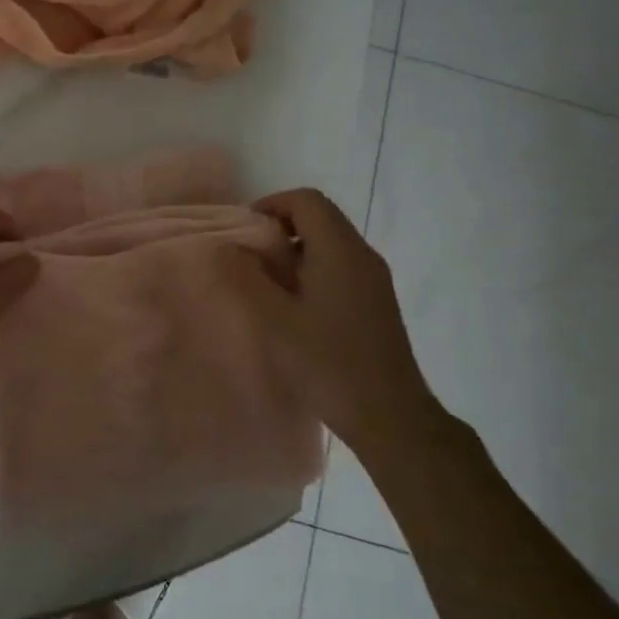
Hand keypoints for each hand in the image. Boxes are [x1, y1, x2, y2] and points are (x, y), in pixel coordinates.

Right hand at [233, 189, 440, 456]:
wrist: (390, 417)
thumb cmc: (329, 364)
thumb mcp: (275, 321)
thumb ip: (246, 279)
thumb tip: (227, 247)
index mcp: (340, 251)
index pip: (307, 201)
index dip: (271, 204)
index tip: (244, 231)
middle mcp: (363, 256)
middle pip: (320, 217)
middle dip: (281, 227)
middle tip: (249, 256)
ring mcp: (374, 280)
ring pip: (330, 243)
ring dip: (296, 250)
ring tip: (266, 282)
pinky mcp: (377, 303)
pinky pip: (340, 266)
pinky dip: (312, 269)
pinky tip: (295, 306)